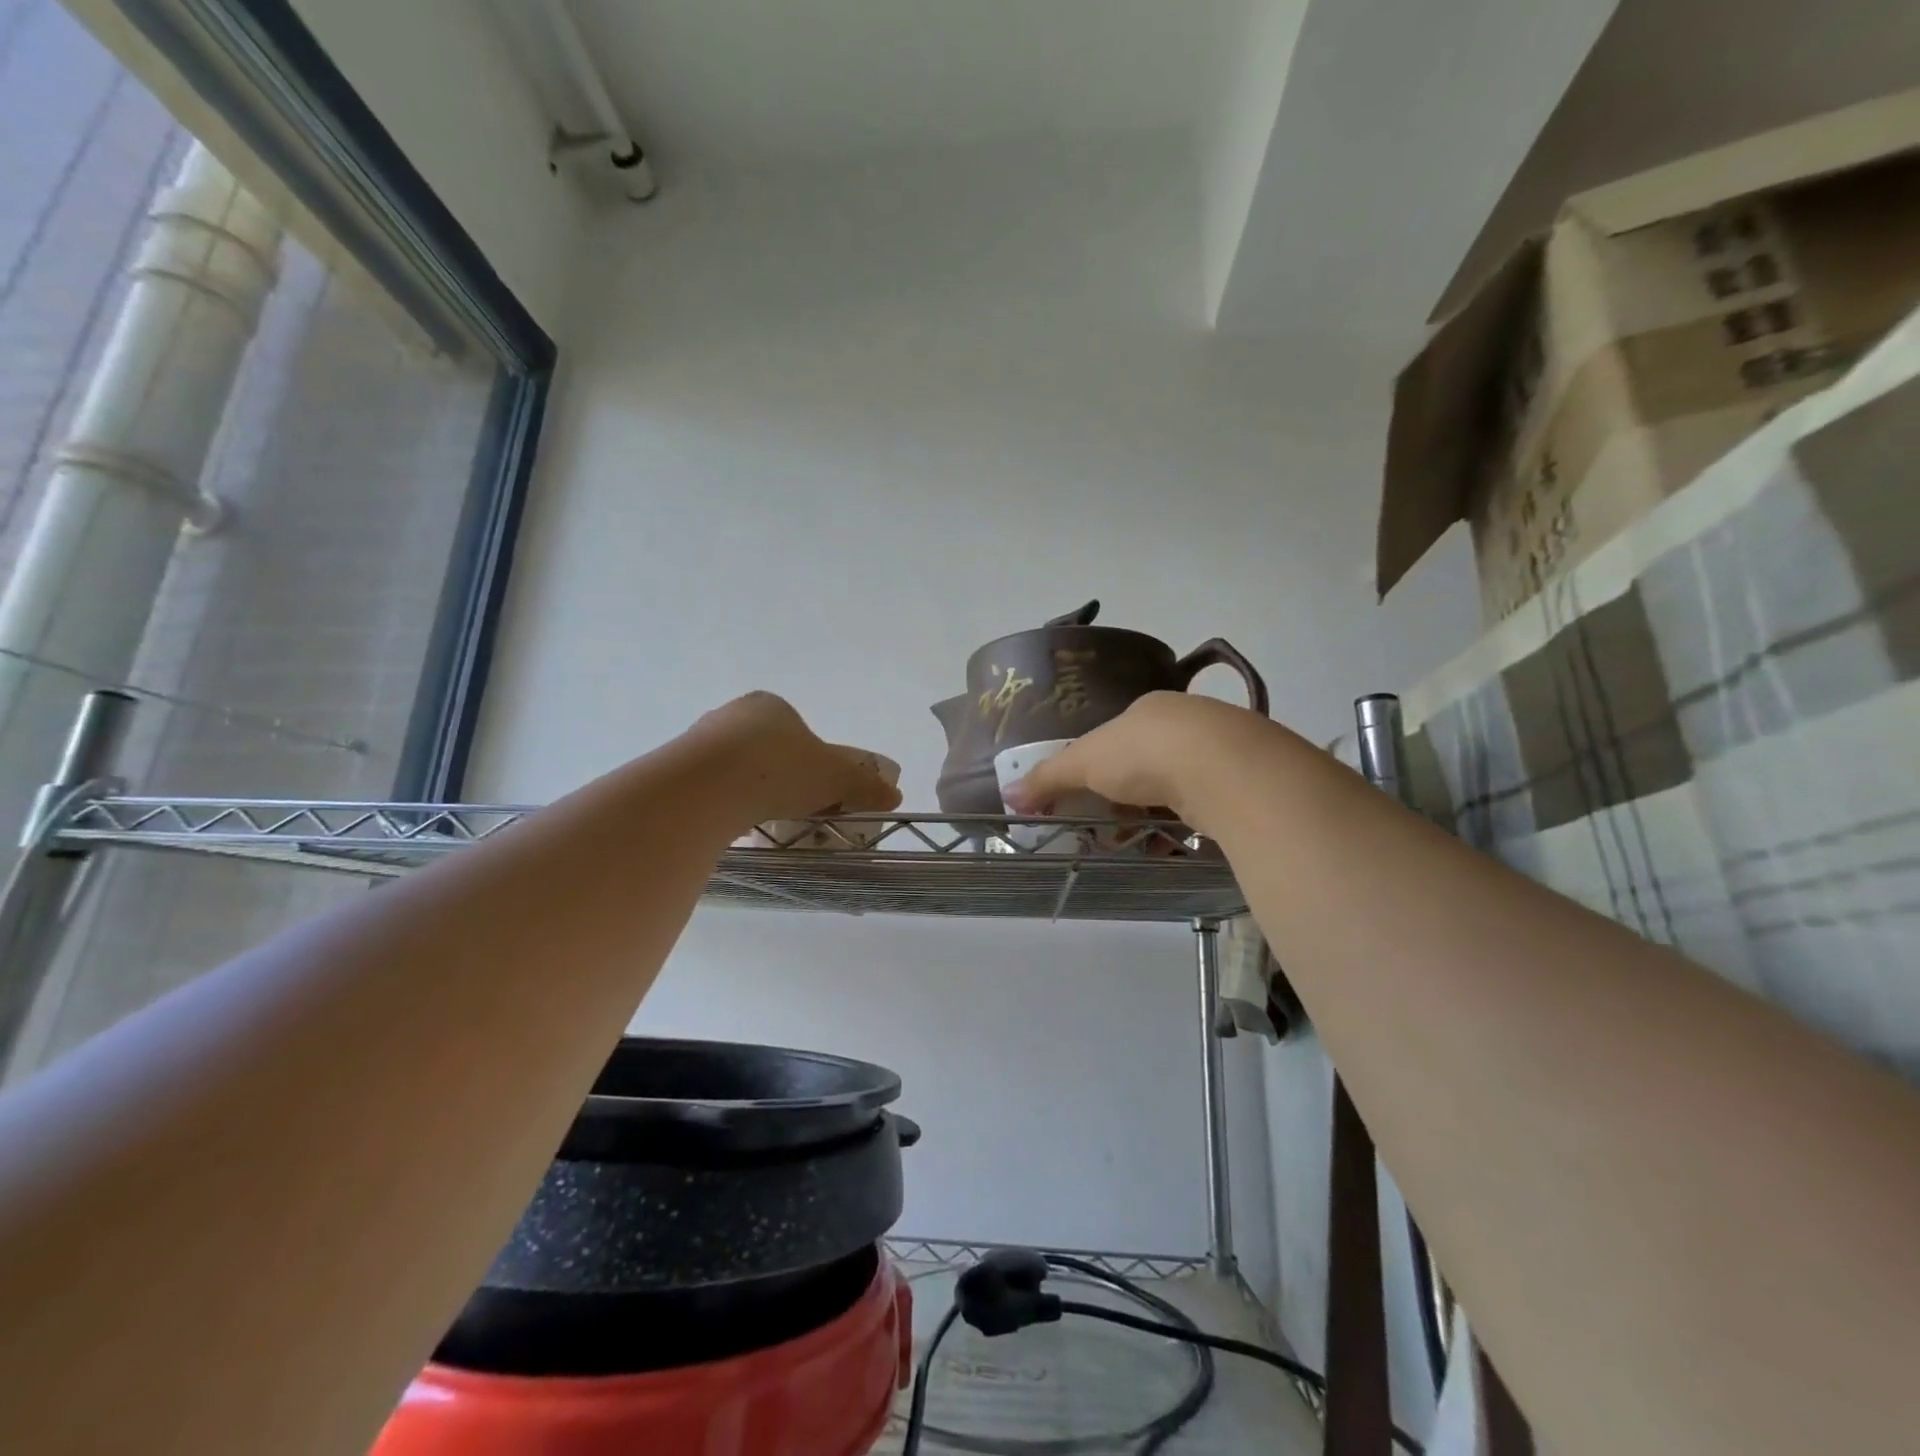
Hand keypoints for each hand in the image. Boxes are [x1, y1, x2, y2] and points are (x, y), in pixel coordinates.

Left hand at [690, 692, 901, 826]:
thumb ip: (865, 785)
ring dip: (752, 792)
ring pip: (737, 770)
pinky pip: (711, 789)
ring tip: (763, 822)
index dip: (814, 762)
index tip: (820, 791)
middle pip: (768, 750)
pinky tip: (733, 826)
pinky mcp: (678, 770)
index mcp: (771, 706)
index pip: (799, 731)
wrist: (706, 787)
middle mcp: (733, 715)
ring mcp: (700, 741)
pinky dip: (725, 805)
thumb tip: (895, 795)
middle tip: (795, 810)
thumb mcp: (836, 777)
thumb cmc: (779, 768)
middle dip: (783, 778)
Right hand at [999, 691, 1262, 831]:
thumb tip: (1008, 794)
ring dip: (1156, 815)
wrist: (1224, 767)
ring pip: (1178, 786)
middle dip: (1127, 797)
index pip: (1117, 738)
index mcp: (1148, 710)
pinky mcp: (1243, 782)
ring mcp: (1220, 751)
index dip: (1098, 769)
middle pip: (1148, 763)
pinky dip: (1186, 826)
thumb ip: (1048, 777)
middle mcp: (1187, 723)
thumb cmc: (1142, 753)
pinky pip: (1206, 806)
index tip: (1088, 798)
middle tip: (1111, 826)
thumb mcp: (1083, 762)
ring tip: (1139, 841)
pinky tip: (1175, 844)